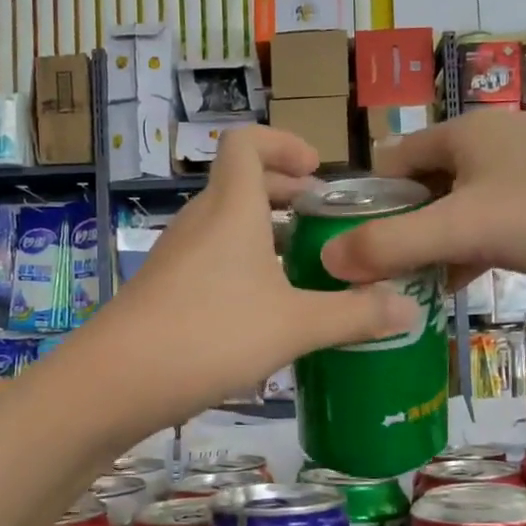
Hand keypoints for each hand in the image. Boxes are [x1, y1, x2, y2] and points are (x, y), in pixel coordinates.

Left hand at [85, 127, 415, 425]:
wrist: (115, 383)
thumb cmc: (211, 334)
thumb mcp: (295, 326)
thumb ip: (354, 316)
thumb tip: (410, 308)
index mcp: (231, 209)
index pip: (246, 142)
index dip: (283, 143)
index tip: (318, 172)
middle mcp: (199, 223)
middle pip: (241, 185)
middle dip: (286, 195)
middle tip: (326, 224)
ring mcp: (176, 258)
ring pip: (226, 227)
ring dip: (266, 236)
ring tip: (305, 272)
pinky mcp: (164, 291)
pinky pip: (211, 262)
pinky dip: (243, 269)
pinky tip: (266, 314)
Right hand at [319, 109, 525, 300]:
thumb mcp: (464, 228)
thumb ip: (391, 244)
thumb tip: (324, 260)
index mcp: (463, 132)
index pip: (389, 163)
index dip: (362, 204)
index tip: (344, 251)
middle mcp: (491, 144)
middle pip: (421, 189)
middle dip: (396, 232)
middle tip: (372, 280)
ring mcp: (525, 175)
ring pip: (457, 212)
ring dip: (432, 248)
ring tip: (405, 291)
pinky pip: (492, 228)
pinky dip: (469, 254)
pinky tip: (457, 287)